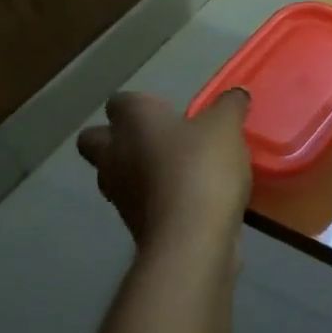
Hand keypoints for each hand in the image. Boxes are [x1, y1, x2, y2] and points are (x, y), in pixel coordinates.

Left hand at [77, 91, 251, 244]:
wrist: (190, 238)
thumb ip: (229, 107)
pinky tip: (188, 200)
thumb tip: (235, 94)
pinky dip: (155, 200)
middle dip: (119, 139)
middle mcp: (114, 154)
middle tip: (158, 140)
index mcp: (132, 121)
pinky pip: (138, 204)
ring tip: (176, 172)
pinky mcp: (132, 225)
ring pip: (115, 174)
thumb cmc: (201, 168)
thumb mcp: (226, 127)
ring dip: (137, 171)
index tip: (168, 111)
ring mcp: (119, 193)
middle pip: (96, 139)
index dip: (142, 104)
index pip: (121, 101)